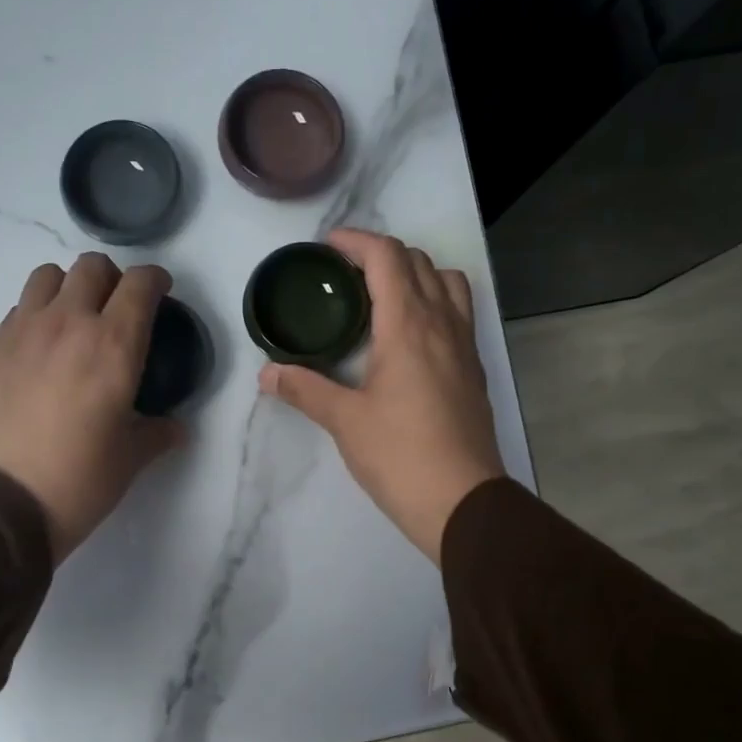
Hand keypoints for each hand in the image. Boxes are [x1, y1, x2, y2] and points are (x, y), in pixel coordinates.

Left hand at [0, 253, 184, 563]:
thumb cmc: (77, 482)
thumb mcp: (129, 460)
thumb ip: (157, 434)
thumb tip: (176, 429)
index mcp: (113, 346)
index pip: (139, 284)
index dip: (156, 280)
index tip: (161, 292)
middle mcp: (69, 324)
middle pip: (92, 267)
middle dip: (113, 279)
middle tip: (119, 309)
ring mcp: (24, 332)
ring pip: (48, 275)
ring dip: (70, 286)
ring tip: (77, 318)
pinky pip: (20, 307)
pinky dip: (37, 312)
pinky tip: (44, 347)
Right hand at [260, 228, 505, 564]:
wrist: (462, 500)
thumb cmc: (400, 455)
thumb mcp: (344, 421)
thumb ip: (304, 389)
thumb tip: (267, 375)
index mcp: (409, 326)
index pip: (387, 257)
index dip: (356, 241)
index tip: (328, 246)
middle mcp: (443, 323)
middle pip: (419, 262)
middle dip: (381, 254)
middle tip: (345, 274)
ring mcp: (465, 346)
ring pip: (448, 282)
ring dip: (416, 274)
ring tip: (383, 296)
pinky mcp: (474, 370)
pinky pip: (458, 313)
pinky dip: (434, 302)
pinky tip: (409, 336)